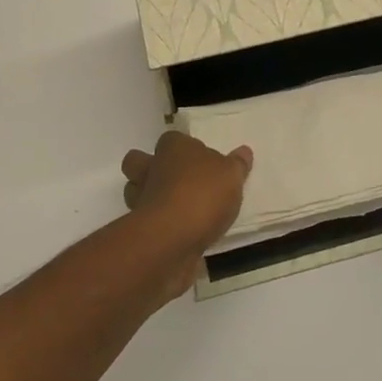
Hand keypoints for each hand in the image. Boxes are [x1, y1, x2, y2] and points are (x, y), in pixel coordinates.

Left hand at [120, 132, 253, 295]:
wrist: (172, 241)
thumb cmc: (202, 194)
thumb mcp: (231, 175)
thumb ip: (237, 165)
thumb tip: (244, 152)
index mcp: (173, 148)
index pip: (171, 139)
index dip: (182, 147)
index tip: (199, 160)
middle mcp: (151, 169)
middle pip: (139, 162)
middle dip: (150, 169)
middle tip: (178, 182)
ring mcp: (141, 201)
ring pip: (137, 193)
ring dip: (152, 199)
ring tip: (180, 210)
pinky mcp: (141, 231)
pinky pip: (148, 224)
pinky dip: (161, 228)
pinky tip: (182, 235)